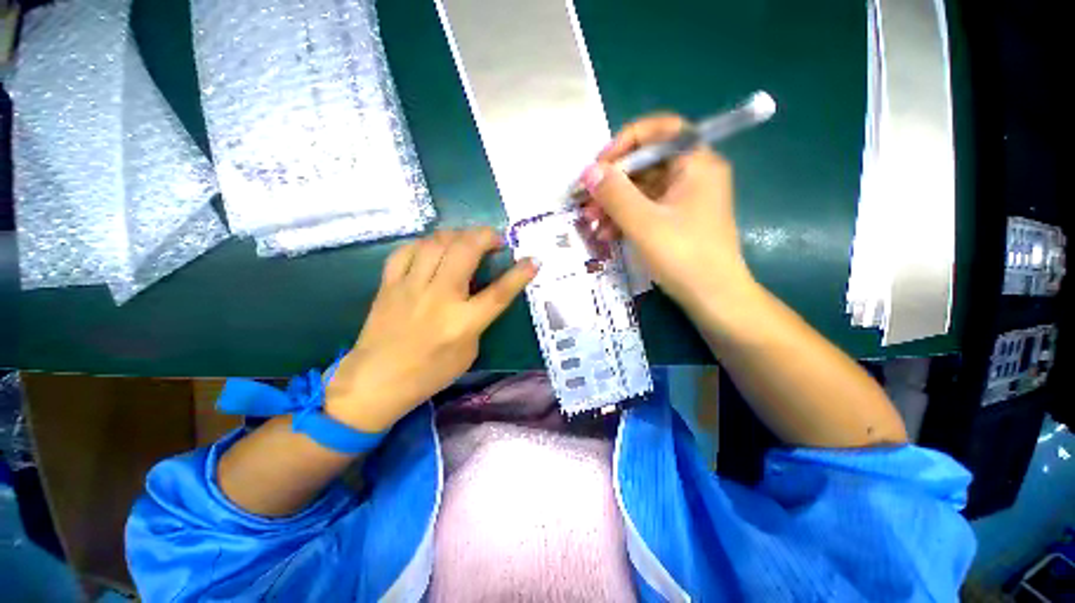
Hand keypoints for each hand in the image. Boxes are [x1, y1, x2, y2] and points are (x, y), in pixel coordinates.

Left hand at [325, 227, 537, 432]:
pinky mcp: (389, 284)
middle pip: (465, 251)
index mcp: (463, 323)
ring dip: (457, 235)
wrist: (376, 382)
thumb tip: (479, 291)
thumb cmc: (429, 373)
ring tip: (466, 241)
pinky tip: (433, 249)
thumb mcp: (468, 351)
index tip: (533, 260)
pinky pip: (407, 250)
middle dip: (486, 236)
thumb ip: (478, 319)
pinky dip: (425, 243)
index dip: (519, 274)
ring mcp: (410, 287)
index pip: (498, 293)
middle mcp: (439, 299)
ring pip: (436, 243)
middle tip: (495, 239)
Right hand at [579, 114, 754, 311]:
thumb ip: (615, 194)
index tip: (599, 166)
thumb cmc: (684, 257)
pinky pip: (645, 209)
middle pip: (646, 163)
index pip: (660, 130)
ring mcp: (683, 198)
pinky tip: (605, 233)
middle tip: (586, 201)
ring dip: (613, 204)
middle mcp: (692, 174)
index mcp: (696, 163)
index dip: (626, 142)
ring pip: (641, 189)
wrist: (713, 298)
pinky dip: (624, 218)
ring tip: (590, 222)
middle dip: (612, 182)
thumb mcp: (644, 224)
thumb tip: (588, 172)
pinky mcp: (675, 219)